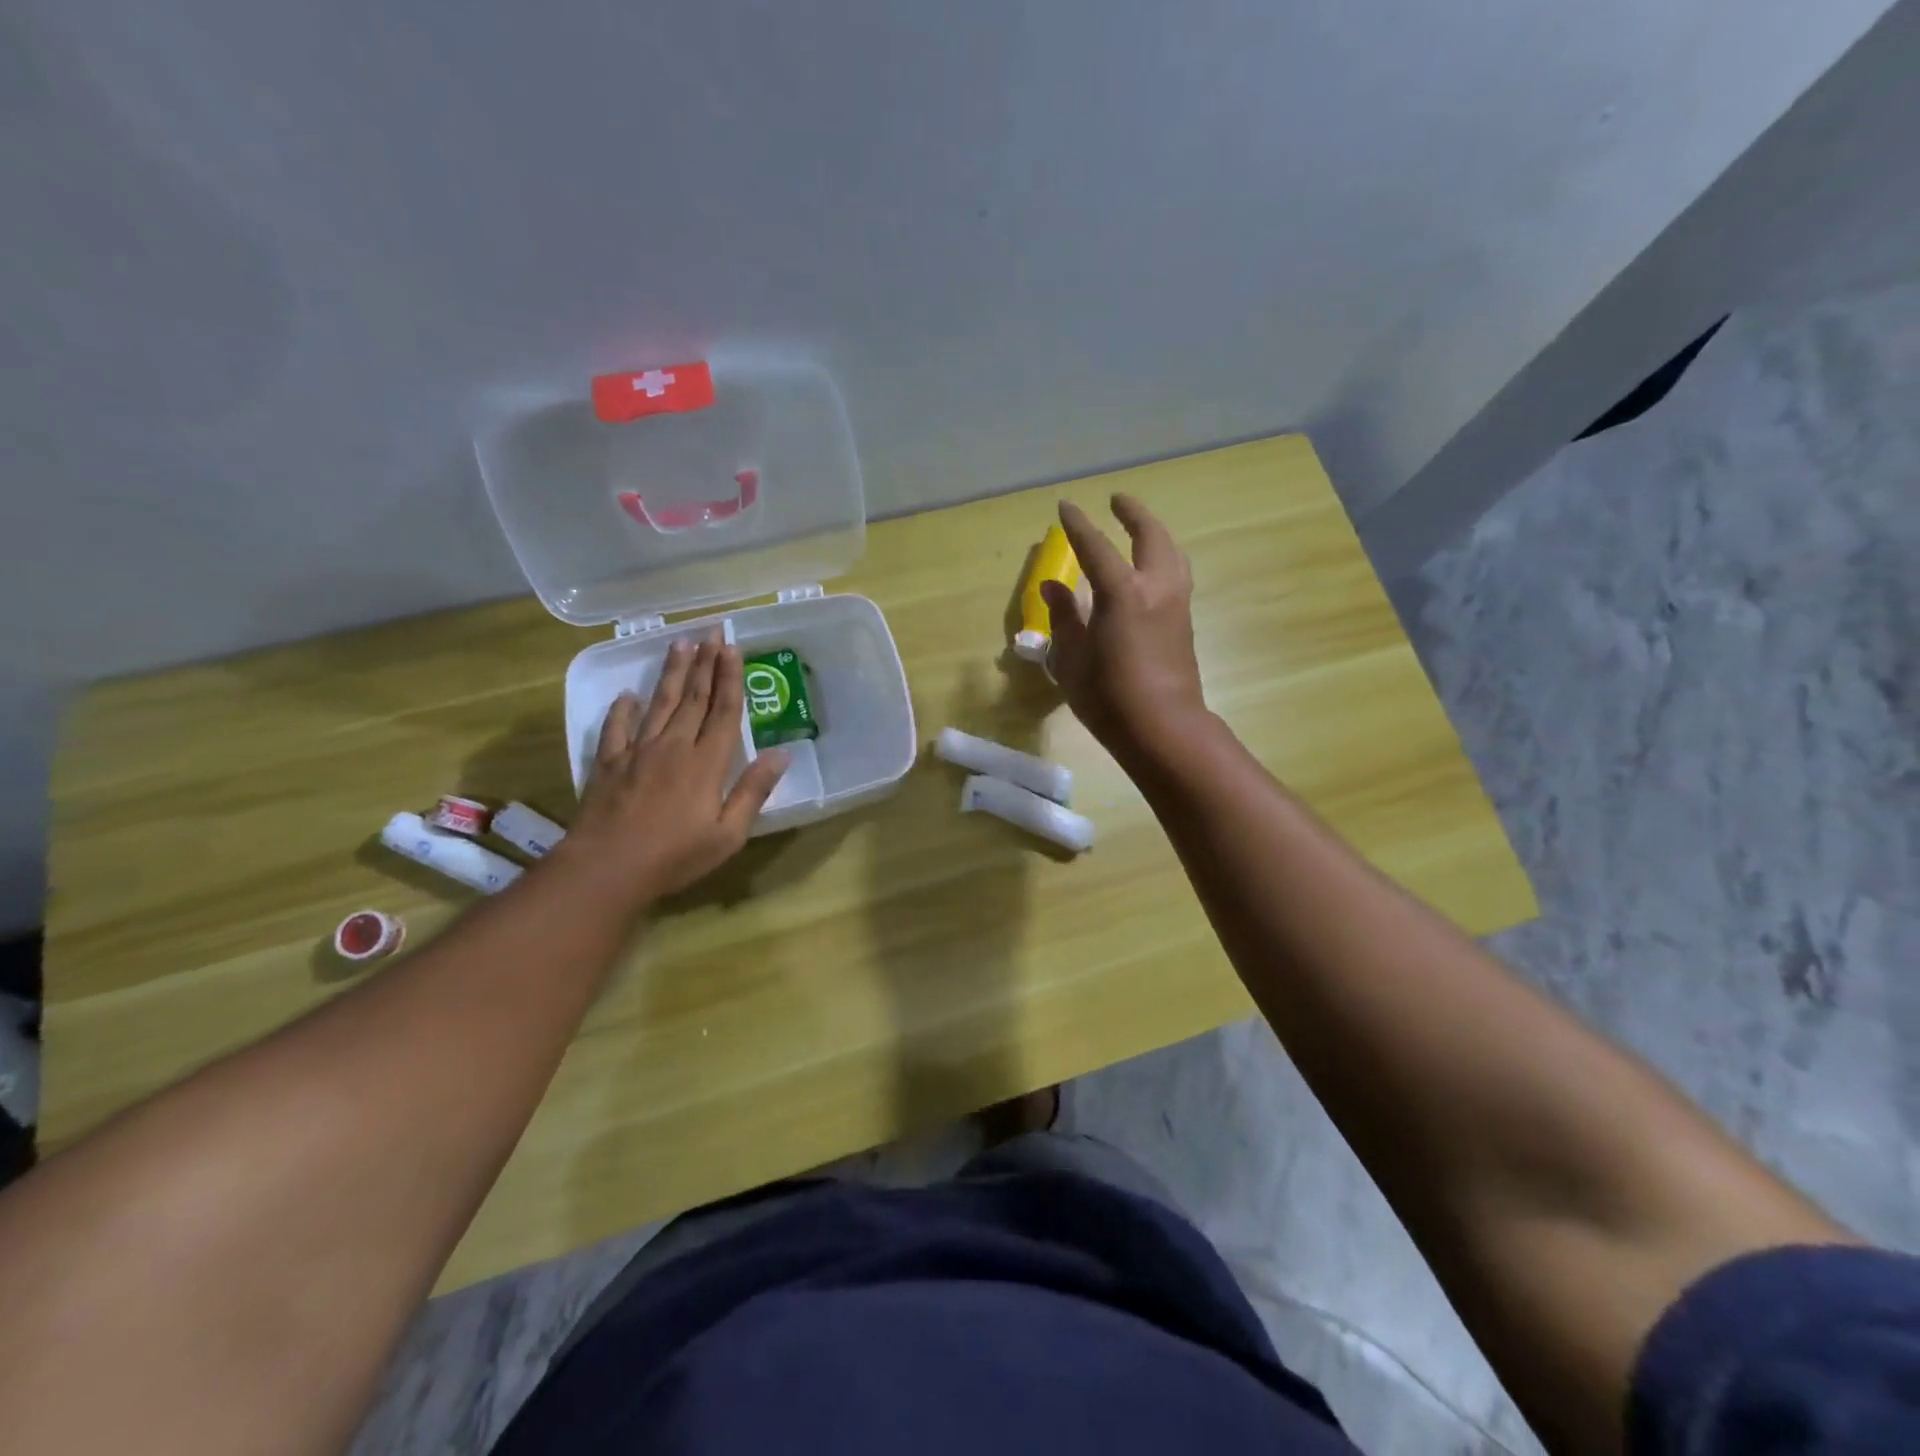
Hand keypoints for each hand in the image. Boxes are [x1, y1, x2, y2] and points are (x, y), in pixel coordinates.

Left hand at [555, 635, 787, 910]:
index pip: (724, 711)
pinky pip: (617, 728)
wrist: (606, 869)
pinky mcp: (609, 763)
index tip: (733, 648)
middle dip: (705, 663)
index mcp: (707, 763)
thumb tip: (781, 755)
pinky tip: (627, 695)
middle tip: (711, 631)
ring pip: (660, 703)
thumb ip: (753, 791)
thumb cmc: (674, 856)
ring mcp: (638, 751)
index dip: (730, 678)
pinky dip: (622, 709)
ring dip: (673, 673)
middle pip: (694, 698)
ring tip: (680, 644)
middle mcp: (674, 747)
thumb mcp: (728, 834)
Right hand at [1043, 494, 1208, 760]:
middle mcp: (1156, 588)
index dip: (1078, 525)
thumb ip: (1064, 616)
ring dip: (1155, 533)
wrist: (1164, 729)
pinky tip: (1151, 569)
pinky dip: (1163, 557)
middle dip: (1134, 514)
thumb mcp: (1073, 658)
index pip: (1096, 547)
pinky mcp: (1185, 623)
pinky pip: (1176, 574)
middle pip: (1151, 536)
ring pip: (1172, 553)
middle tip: (1118, 501)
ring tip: (1140, 530)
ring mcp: (1176, 604)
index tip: (1065, 506)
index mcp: (1123, 592)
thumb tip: (1053, 587)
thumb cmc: (1109, 696)